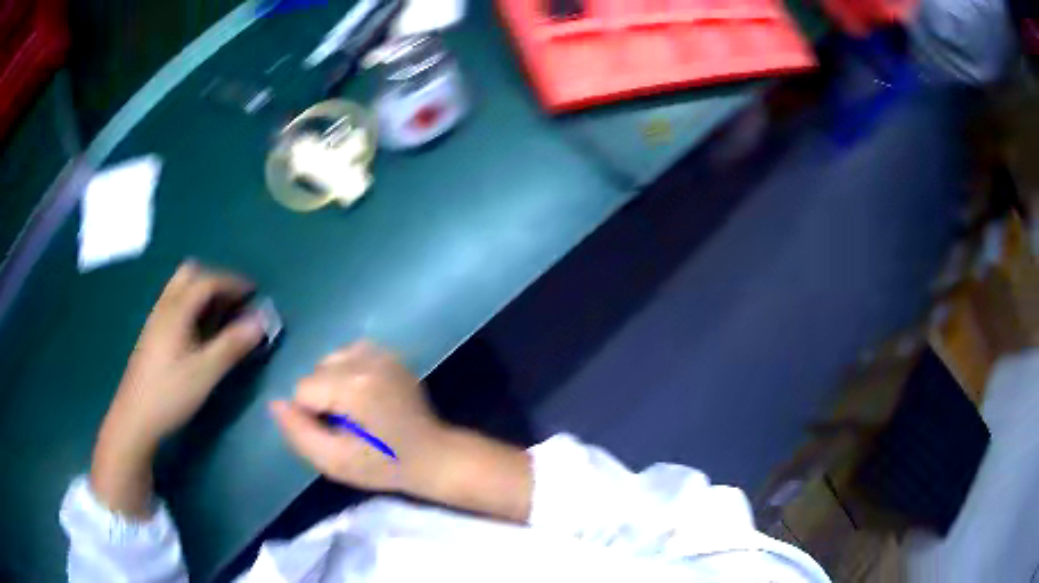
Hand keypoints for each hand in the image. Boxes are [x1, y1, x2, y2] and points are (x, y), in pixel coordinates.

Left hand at [91, 262, 265, 516]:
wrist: (135, 417)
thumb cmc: (170, 393)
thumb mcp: (205, 372)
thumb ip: (232, 345)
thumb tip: (260, 321)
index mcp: (177, 310)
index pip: (207, 281)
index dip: (233, 282)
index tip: (254, 292)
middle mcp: (165, 306)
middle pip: (190, 274)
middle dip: (215, 281)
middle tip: (234, 302)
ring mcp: (156, 320)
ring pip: (180, 289)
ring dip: (203, 293)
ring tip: (221, 316)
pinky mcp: (153, 334)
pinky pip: (175, 304)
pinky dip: (193, 306)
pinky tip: (199, 332)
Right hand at [270, 342, 447, 492]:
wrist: (432, 455)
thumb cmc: (384, 465)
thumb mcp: (335, 462)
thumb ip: (299, 433)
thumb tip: (275, 403)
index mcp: (353, 386)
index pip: (303, 390)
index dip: (312, 416)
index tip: (336, 434)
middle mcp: (366, 359)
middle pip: (315, 371)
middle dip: (322, 398)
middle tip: (347, 425)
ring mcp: (381, 353)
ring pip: (330, 360)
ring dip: (333, 383)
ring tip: (356, 410)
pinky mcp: (390, 354)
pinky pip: (351, 355)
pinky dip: (349, 372)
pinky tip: (364, 395)